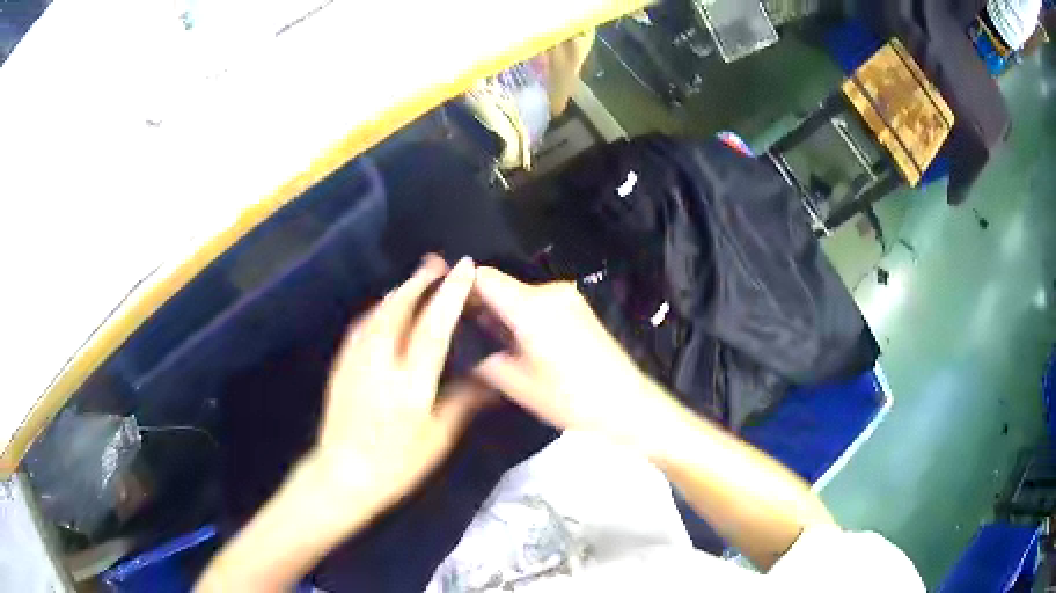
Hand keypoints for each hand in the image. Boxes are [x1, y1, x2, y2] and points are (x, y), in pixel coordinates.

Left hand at [309, 255, 487, 510]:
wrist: (342, 475)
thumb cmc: (396, 464)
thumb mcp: (437, 439)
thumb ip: (461, 402)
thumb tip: (489, 379)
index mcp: (410, 383)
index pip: (433, 326)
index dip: (450, 293)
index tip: (464, 267)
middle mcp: (381, 362)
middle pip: (399, 307)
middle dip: (419, 280)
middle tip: (436, 263)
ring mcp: (356, 360)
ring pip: (377, 312)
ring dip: (398, 290)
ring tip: (415, 279)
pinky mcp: (341, 365)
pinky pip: (361, 325)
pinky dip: (378, 309)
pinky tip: (384, 308)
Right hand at [472, 268, 677, 446]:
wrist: (626, 403)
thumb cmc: (570, 398)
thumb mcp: (516, 383)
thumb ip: (481, 355)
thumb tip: (459, 340)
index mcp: (531, 306)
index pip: (482, 277)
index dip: (458, 286)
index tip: (442, 304)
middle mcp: (549, 291)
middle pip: (500, 285)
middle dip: (478, 305)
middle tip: (460, 331)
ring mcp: (567, 297)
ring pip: (518, 295)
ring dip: (500, 312)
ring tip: (488, 342)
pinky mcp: (577, 307)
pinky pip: (537, 303)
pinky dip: (520, 316)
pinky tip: (517, 343)